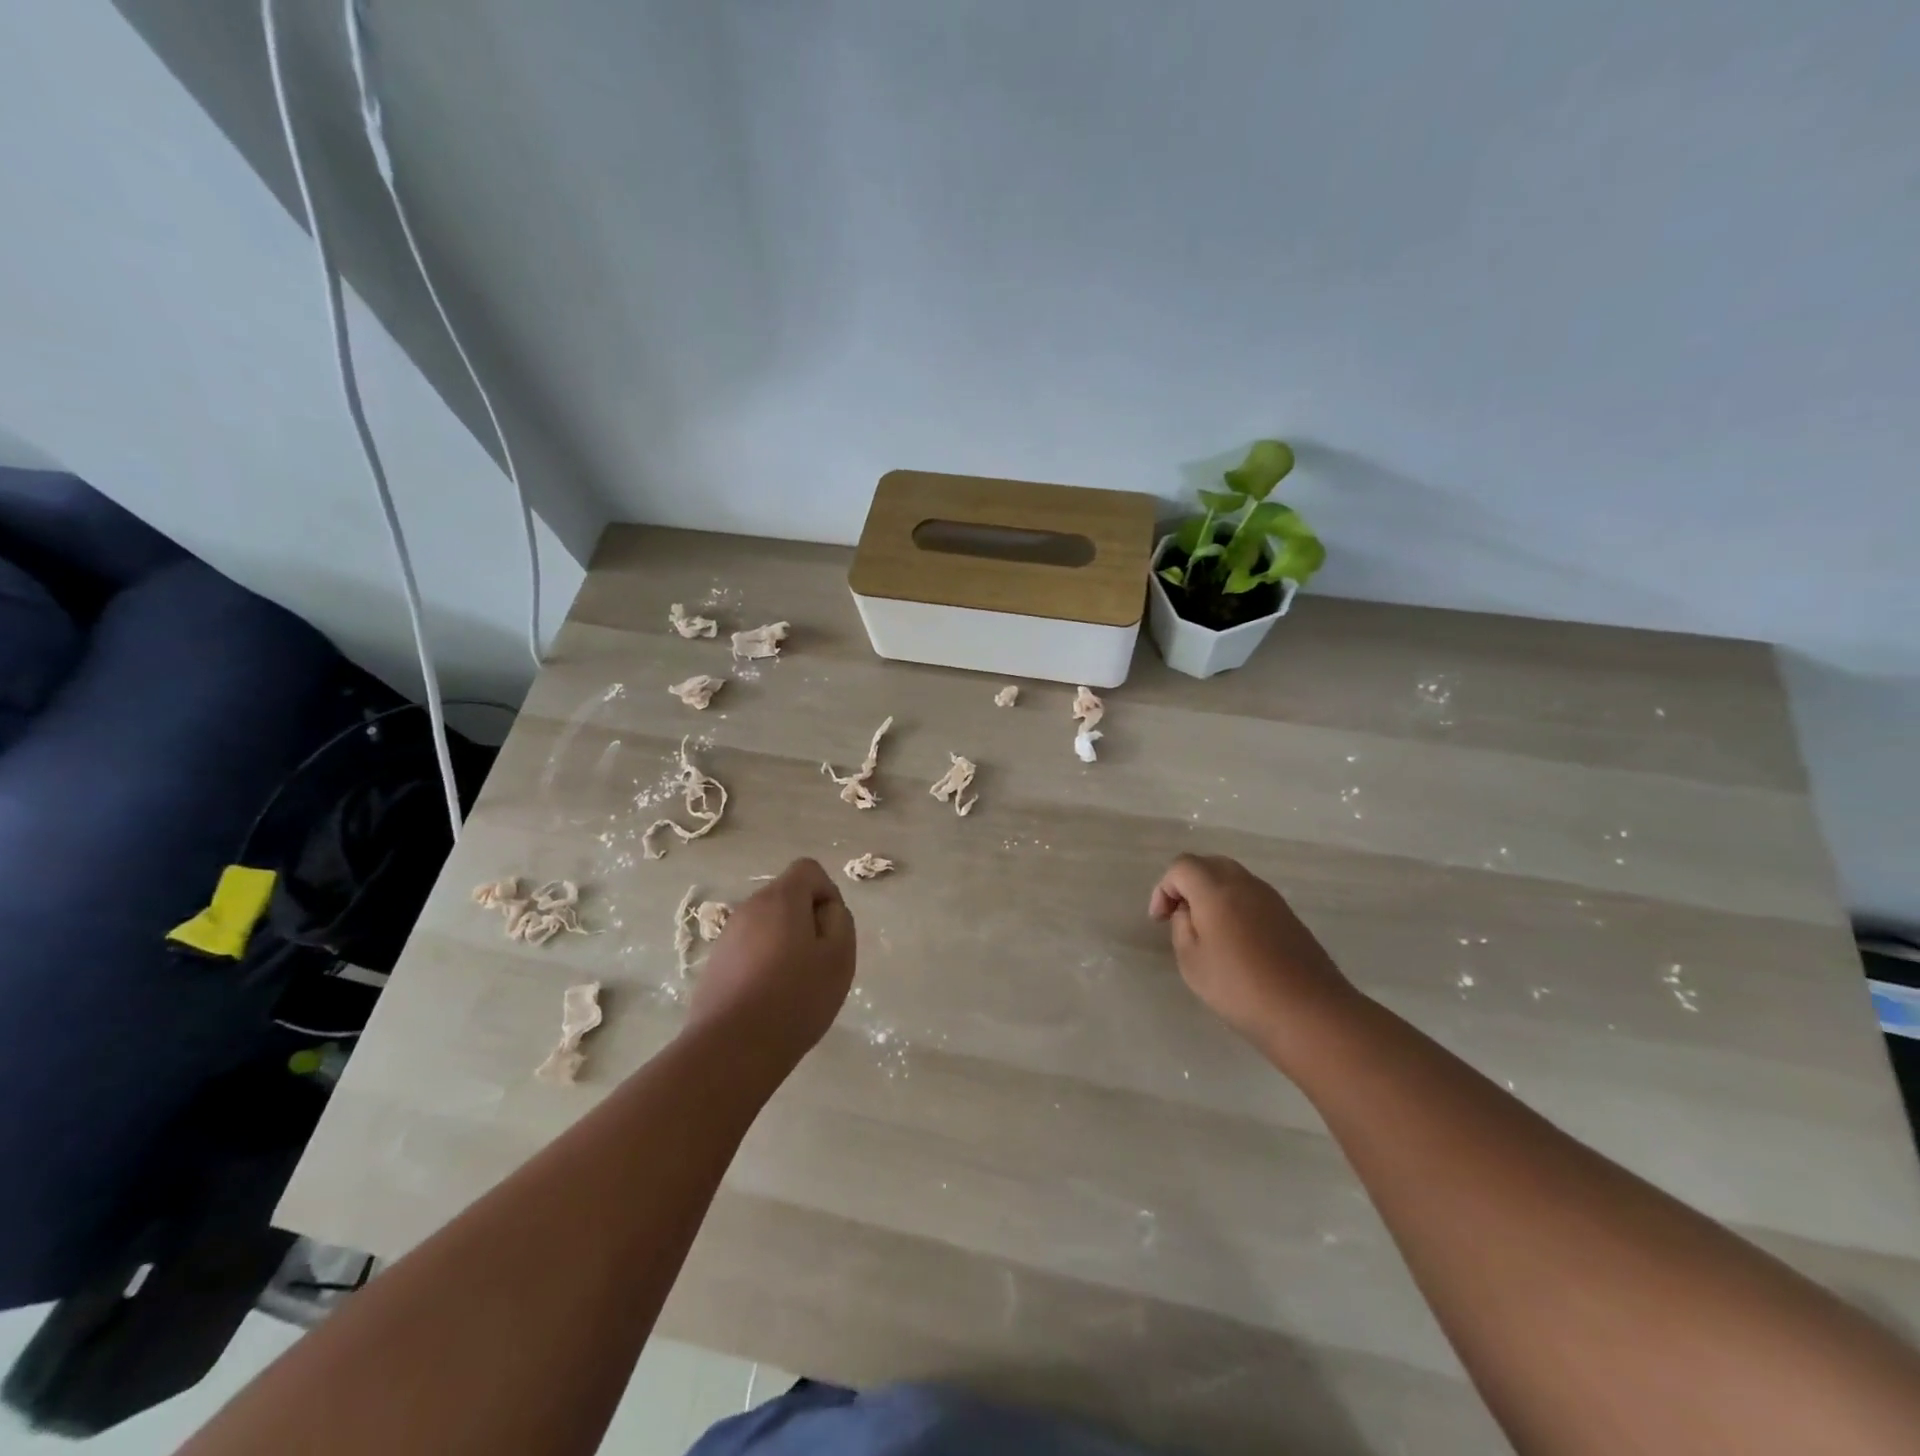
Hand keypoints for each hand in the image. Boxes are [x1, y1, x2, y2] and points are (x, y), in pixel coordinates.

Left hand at [688, 858, 855, 1067]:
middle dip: (806, 920)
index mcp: (781, 898)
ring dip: (784, 943)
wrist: (731, 1049)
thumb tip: (826, 911)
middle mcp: (750, 907)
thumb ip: (840, 921)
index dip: (827, 893)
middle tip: (818, 961)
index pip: (809, 870)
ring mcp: (727, 936)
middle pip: (786, 897)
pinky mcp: (714, 964)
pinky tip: (769, 999)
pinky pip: (749, 949)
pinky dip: (763, 963)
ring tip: (794, 985)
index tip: (832, 931)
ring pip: (767, 925)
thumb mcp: (839, 958)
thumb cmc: (795, 998)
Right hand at [1150, 854, 1355, 1051]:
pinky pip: (1251, 896)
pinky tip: (1234, 940)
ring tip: (1205, 930)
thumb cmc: (1240, 988)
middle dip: (1187, 885)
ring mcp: (1271, 898)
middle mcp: (1245, 884)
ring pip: (1232, 879)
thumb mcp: (1192, 961)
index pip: (1181, 866)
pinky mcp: (1288, 916)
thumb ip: (1182, 927)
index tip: (1160, 920)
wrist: (1310, 1013)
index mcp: (1216, 889)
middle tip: (1178, 916)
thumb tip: (1188, 911)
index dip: (1164, 888)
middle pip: (1208, 865)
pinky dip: (1234, 906)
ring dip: (1212, 894)